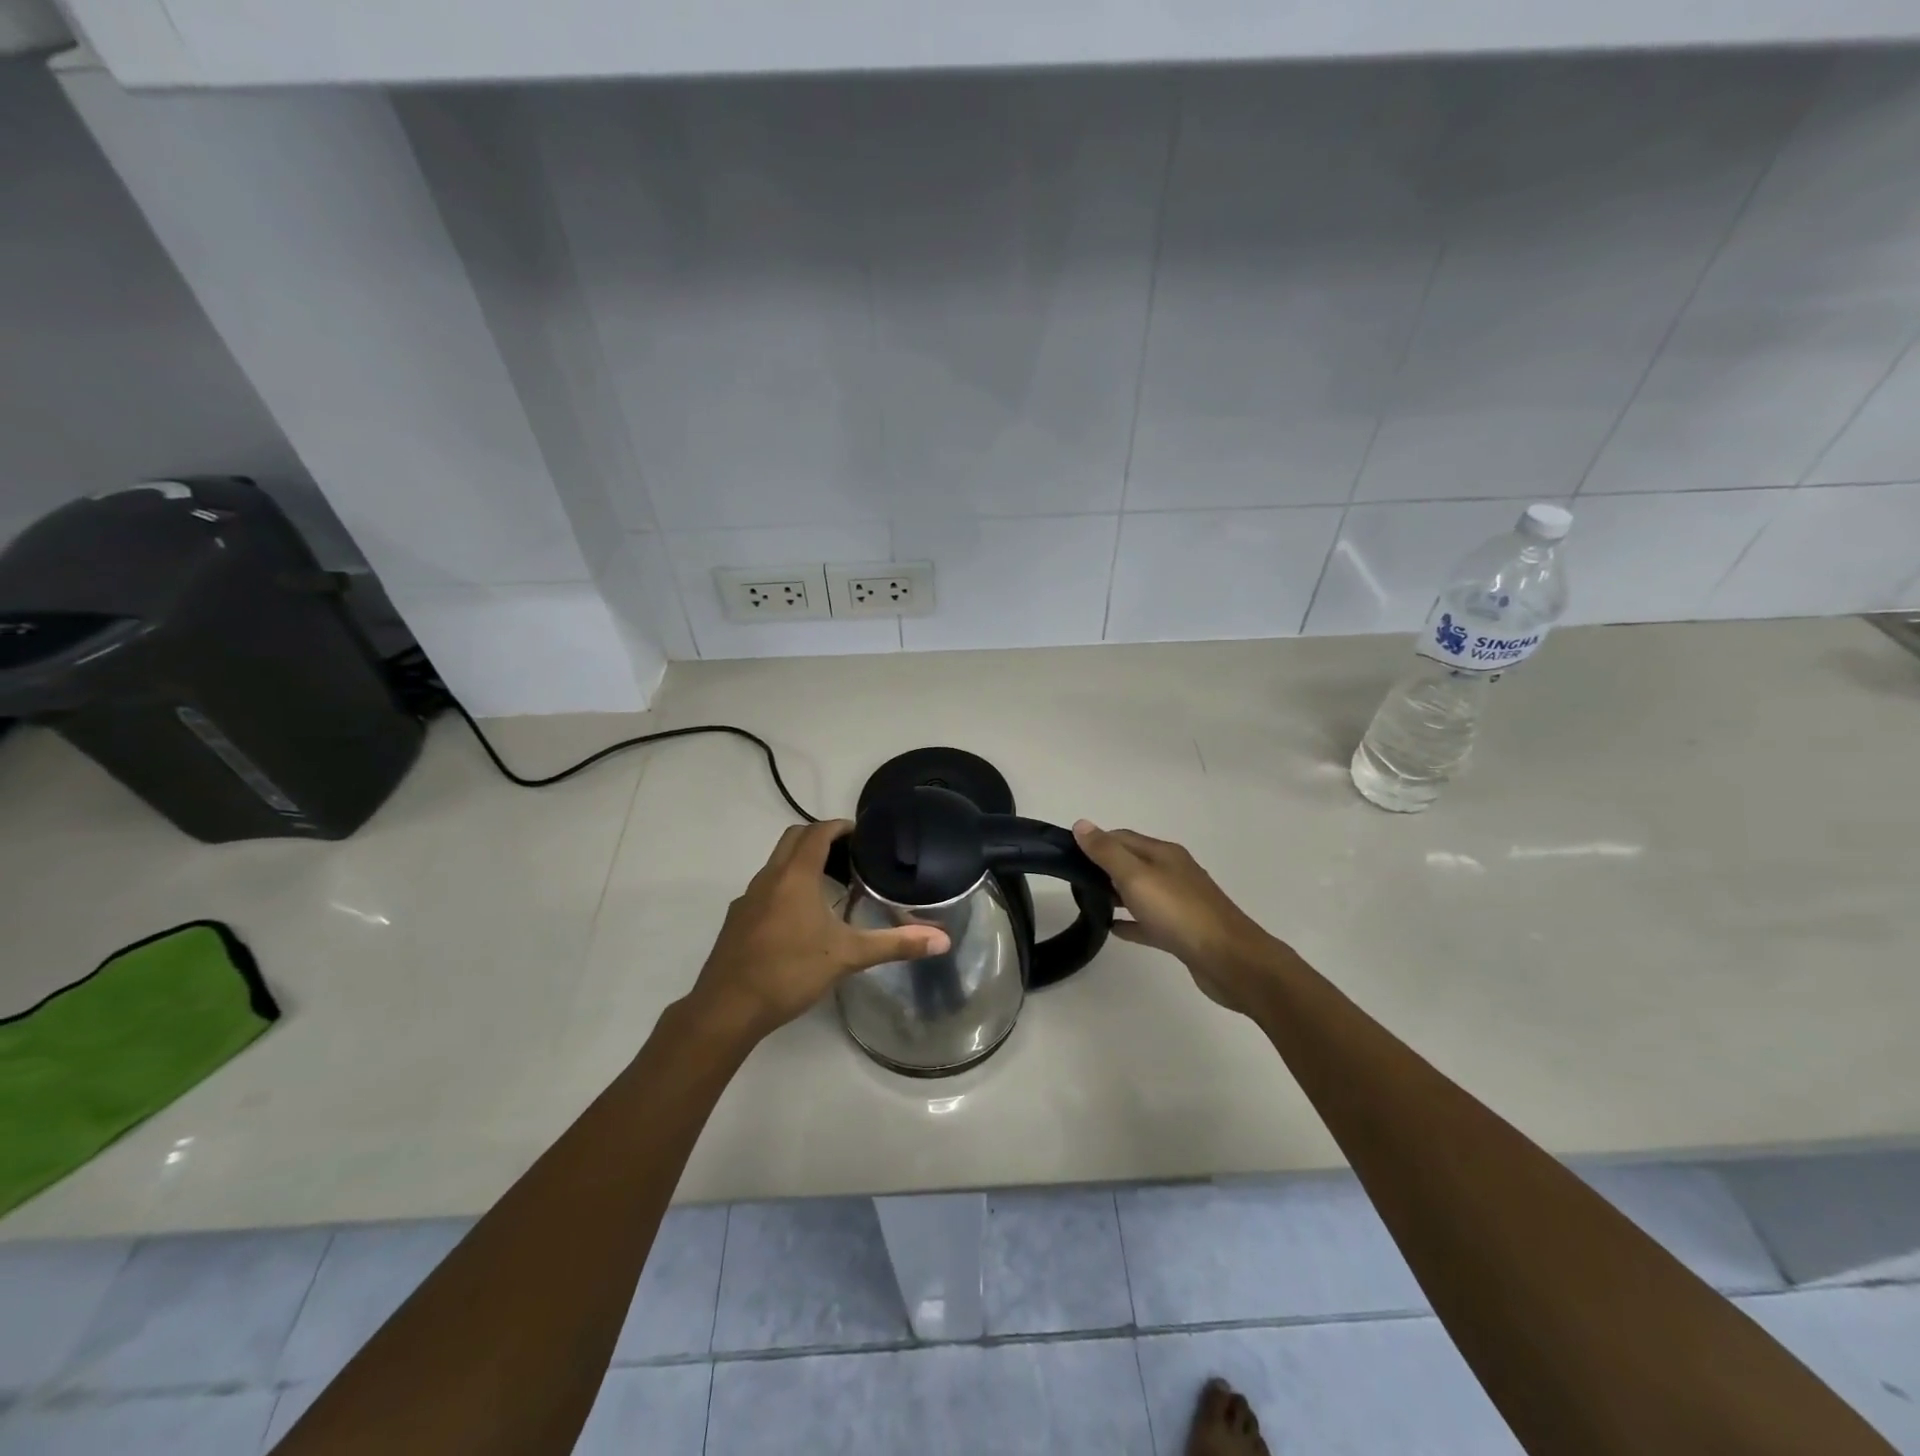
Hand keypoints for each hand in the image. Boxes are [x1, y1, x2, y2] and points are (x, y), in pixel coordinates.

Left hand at [686, 820, 950, 1043]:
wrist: (727, 1008)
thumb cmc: (789, 972)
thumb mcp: (848, 956)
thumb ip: (895, 945)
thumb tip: (943, 940)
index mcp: (795, 876)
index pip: (817, 832)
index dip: (840, 826)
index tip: (862, 834)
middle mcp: (769, 877)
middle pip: (793, 838)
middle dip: (819, 837)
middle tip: (849, 854)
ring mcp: (748, 898)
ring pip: (776, 863)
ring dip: (801, 861)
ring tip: (830, 883)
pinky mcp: (737, 919)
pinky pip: (765, 887)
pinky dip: (785, 885)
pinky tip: (800, 917)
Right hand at [1072, 820, 1278, 1014]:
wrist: (1229, 959)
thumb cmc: (1179, 912)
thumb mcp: (1136, 876)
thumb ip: (1107, 852)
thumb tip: (1081, 824)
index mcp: (1163, 854)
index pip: (1122, 837)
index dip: (1095, 842)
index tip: (1067, 855)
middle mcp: (1172, 872)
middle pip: (1131, 862)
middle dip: (1102, 866)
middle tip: (1072, 879)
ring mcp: (1179, 903)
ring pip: (1140, 891)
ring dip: (1115, 892)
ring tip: (1086, 901)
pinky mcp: (1181, 931)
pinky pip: (1148, 921)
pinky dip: (1130, 921)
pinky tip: (1113, 929)